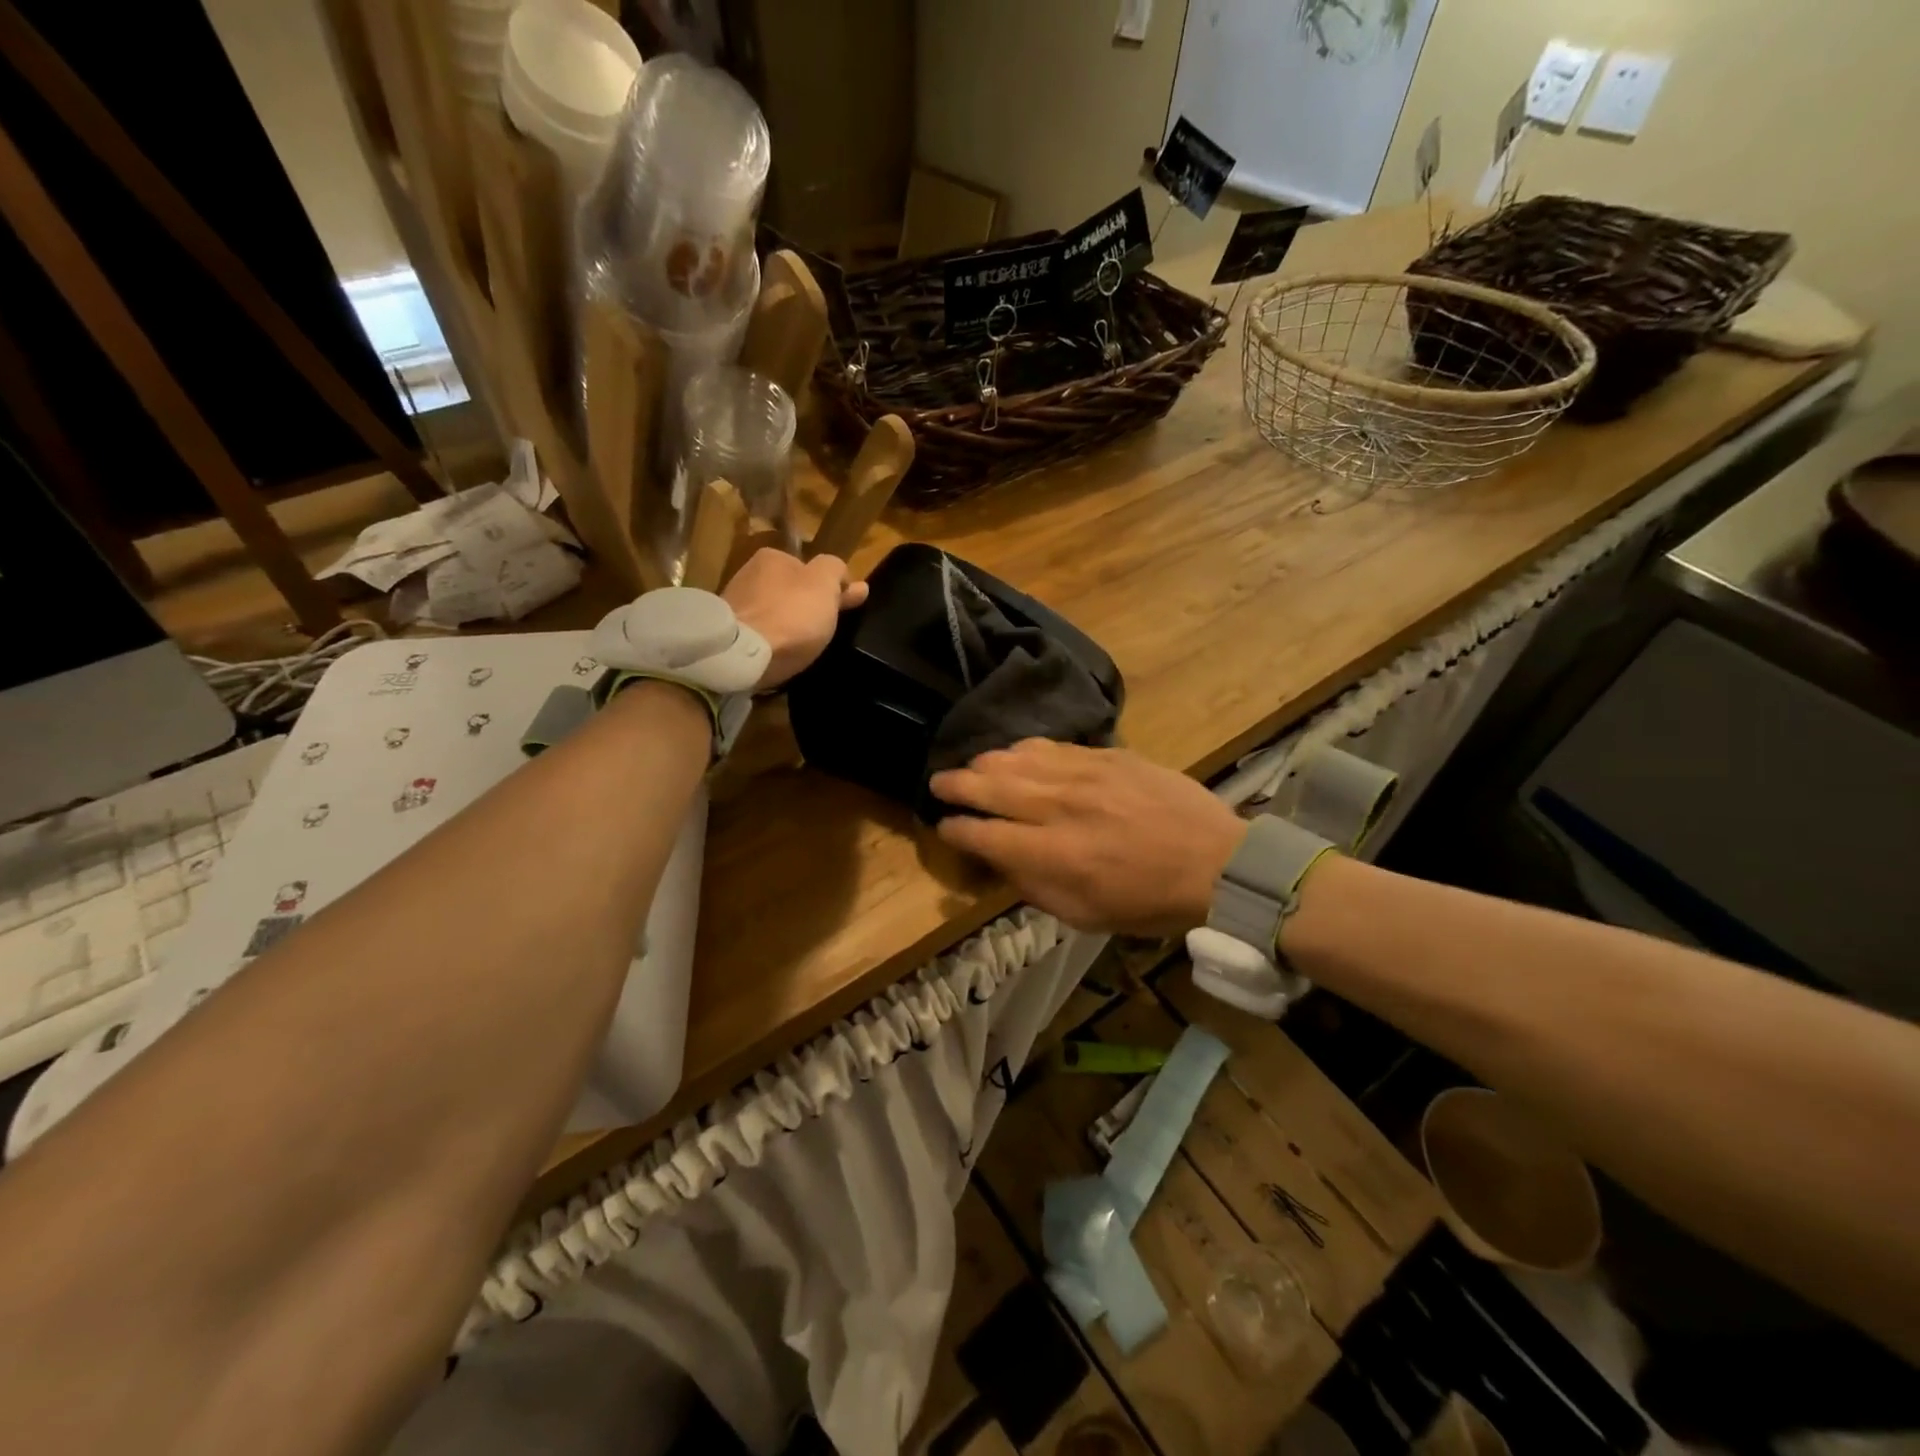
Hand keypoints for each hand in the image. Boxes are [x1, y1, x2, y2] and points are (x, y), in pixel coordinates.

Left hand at [724, 549, 868, 688]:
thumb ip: (836, 573)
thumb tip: (849, 578)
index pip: (809, 567)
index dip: (829, 588)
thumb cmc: (790, 615)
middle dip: (804, 605)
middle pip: (788, 589)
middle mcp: (748, 573)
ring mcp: (734, 604)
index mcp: (773, 556)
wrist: (742, 655)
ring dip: (786, 624)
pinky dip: (770, 641)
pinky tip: (778, 654)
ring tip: (800, 647)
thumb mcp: (824, 586)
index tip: (840, 610)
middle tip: (821, 631)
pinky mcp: (727, 633)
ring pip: (772, 611)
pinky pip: (758, 633)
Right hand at [929, 739, 1248, 934]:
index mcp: (1052, 854)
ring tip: (972, 765)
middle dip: (956, 784)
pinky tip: (1017, 753)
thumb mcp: (1084, 915)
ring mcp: (1084, 774)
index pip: (983, 833)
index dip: (956, 829)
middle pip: (991, 785)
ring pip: (1018, 757)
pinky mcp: (1107, 755)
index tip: (944, 826)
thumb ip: (1033, 885)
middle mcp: (1060, 807)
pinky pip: (1054, 745)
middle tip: (938, 783)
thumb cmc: (1147, 901)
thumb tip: (998, 858)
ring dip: (987, 761)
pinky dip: (1027, 749)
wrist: (1215, 861)